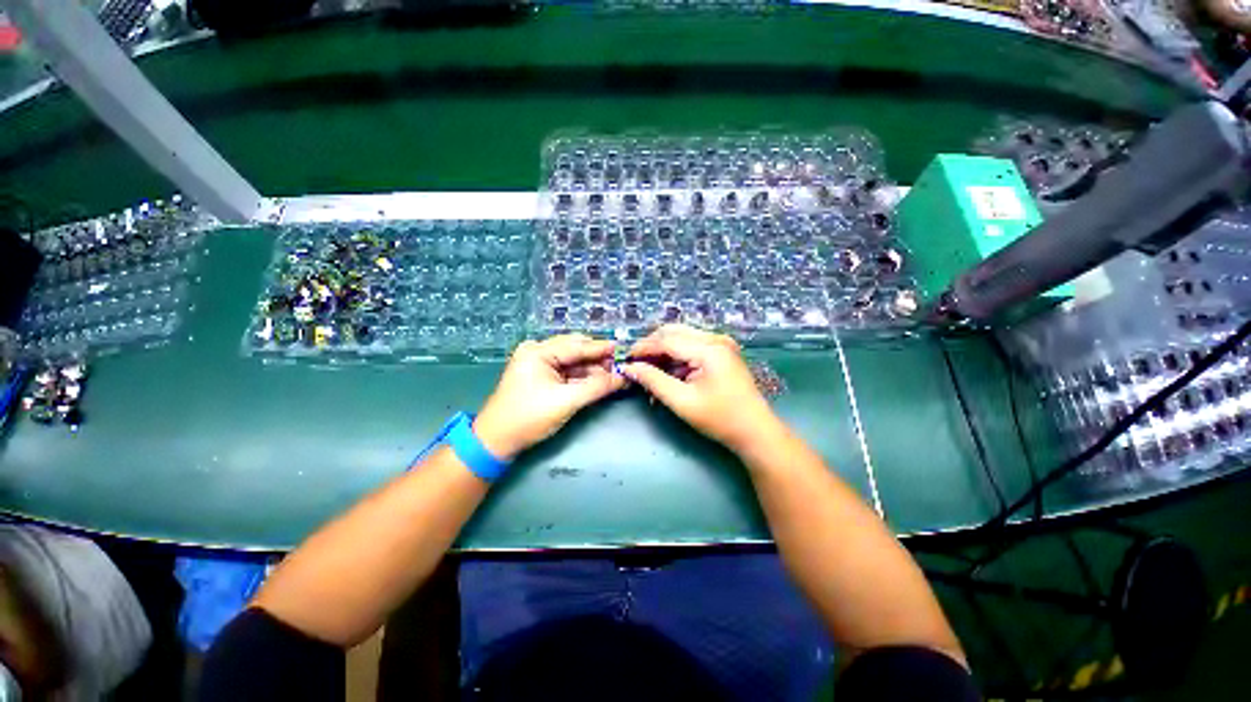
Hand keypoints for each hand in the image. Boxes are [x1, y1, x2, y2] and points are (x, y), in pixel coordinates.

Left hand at [474, 334, 626, 459]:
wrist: (497, 441)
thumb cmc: (528, 418)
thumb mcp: (566, 401)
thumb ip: (597, 387)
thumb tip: (623, 377)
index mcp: (538, 351)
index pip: (577, 345)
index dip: (602, 348)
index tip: (625, 349)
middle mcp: (538, 352)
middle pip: (576, 350)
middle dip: (599, 359)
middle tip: (622, 365)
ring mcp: (539, 364)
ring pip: (573, 362)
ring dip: (593, 369)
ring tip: (616, 374)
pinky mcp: (541, 376)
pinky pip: (567, 371)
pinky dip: (583, 377)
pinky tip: (600, 380)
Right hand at [620, 324, 785, 456]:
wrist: (755, 431)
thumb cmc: (720, 419)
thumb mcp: (682, 402)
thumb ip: (654, 381)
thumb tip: (630, 368)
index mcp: (709, 349)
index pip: (667, 340)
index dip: (643, 348)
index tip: (625, 359)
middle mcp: (716, 339)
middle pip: (673, 332)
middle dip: (652, 346)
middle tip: (636, 364)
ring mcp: (721, 343)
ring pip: (681, 337)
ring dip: (663, 352)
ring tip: (650, 373)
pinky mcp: (721, 351)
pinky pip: (691, 346)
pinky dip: (676, 358)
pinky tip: (668, 375)